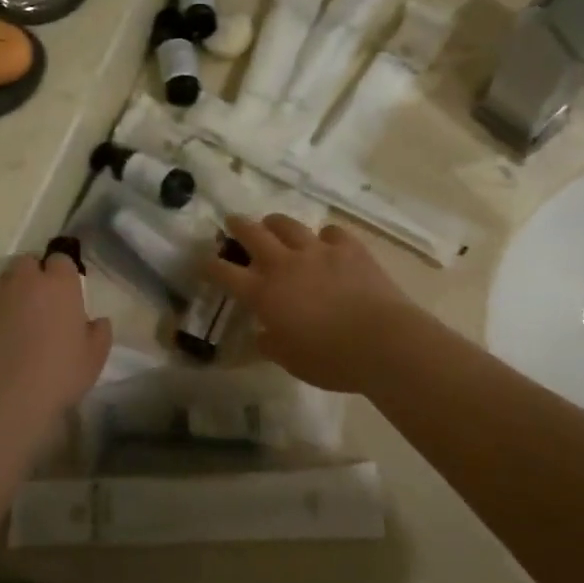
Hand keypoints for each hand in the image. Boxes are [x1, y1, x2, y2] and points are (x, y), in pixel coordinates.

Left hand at [0, 255, 111, 433]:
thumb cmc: (55, 376)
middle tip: (41, 307)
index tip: (67, 296)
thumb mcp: (92, 361)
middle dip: (33, 278)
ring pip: (1, 286)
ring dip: (9, 299)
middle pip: (26, 264)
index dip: (63, 275)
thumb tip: (96, 321)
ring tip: (14, 330)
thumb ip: (99, 334)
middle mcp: (22, 281)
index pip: (61, 260)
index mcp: (58, 284)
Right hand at [202, 216, 422, 393]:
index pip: (224, 272)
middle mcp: (285, 264)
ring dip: (276, 223)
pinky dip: (324, 237)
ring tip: (273, 225)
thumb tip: (262, 335)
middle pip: (252, 234)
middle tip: (232, 222)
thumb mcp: (291, 360)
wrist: (381, 341)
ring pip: (288, 224)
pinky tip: (326, 244)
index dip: (209, 265)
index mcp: (264, 293)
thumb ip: (271, 344)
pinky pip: (330, 232)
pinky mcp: (349, 247)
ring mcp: (318, 251)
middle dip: (238, 226)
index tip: (202, 261)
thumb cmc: (331, 359)